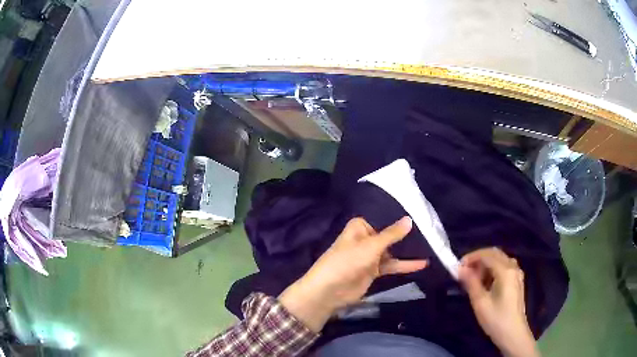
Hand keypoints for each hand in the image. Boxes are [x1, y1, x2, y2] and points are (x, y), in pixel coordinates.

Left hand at [279, 217, 427, 331]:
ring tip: (431, 247)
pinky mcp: (374, 271)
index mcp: (360, 227)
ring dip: (408, 251)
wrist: (330, 290)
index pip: (382, 218)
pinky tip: (422, 264)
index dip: (398, 218)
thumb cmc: (348, 261)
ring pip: (392, 251)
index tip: (419, 214)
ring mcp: (370, 256)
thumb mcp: (371, 246)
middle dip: (406, 235)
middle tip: (430, 230)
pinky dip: (405, 265)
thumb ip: (392, 234)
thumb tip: (410, 219)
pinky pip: (392, 265)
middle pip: (389, 235)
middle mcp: (366, 239)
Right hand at [458, 248, 539, 356]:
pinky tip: (485, 283)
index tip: (458, 267)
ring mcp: (516, 274)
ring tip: (473, 279)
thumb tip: (460, 269)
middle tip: (465, 272)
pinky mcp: (517, 281)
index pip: (487, 255)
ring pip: (499, 260)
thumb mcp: (480, 302)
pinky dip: (492, 270)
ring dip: (485, 264)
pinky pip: (504, 267)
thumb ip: (471, 283)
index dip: (471, 257)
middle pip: (495, 253)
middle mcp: (513, 267)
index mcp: (505, 270)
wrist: (513, 334)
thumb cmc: (496, 319)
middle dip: (478, 259)